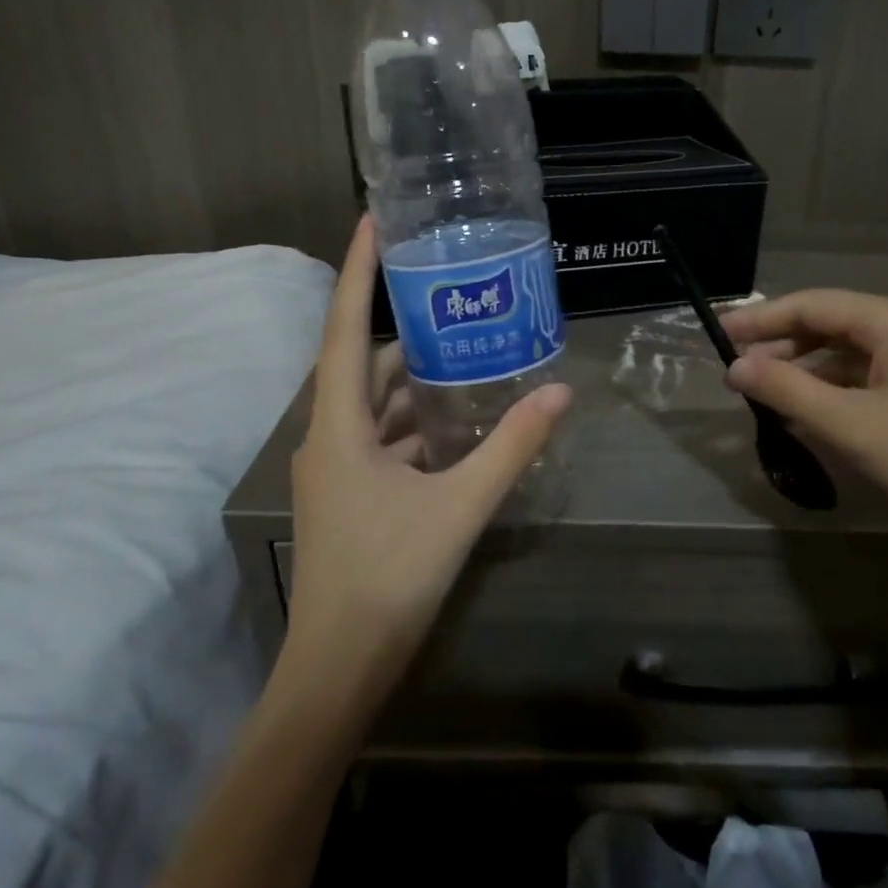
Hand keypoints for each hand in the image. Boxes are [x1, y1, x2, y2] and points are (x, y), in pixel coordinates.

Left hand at [285, 218, 570, 694]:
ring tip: (469, 354)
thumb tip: (559, 394)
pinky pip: (383, 439)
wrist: (339, 666)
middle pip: (363, 364)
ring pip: (375, 405)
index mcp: (339, 426)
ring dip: (416, 382)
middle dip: (406, 329)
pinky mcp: (351, 494)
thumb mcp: (460, 505)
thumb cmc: (389, 577)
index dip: (355, 271)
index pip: (344, 328)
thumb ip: (511, 447)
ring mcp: (337, 469)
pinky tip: (459, 424)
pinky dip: (416, 423)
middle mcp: (329, 437)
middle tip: (454, 298)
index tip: (372, 220)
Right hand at [720, 289, 887, 575]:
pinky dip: (835, 387)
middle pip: (831, 323)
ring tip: (765, 393)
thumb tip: (734, 367)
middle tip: (736, 371)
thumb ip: (787, 389)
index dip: (760, 320)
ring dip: (806, 369)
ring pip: (850, 351)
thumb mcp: (850, 425)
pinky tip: (811, 410)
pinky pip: (870, 373)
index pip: (811, 305)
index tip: (717, 336)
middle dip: (781, 345)